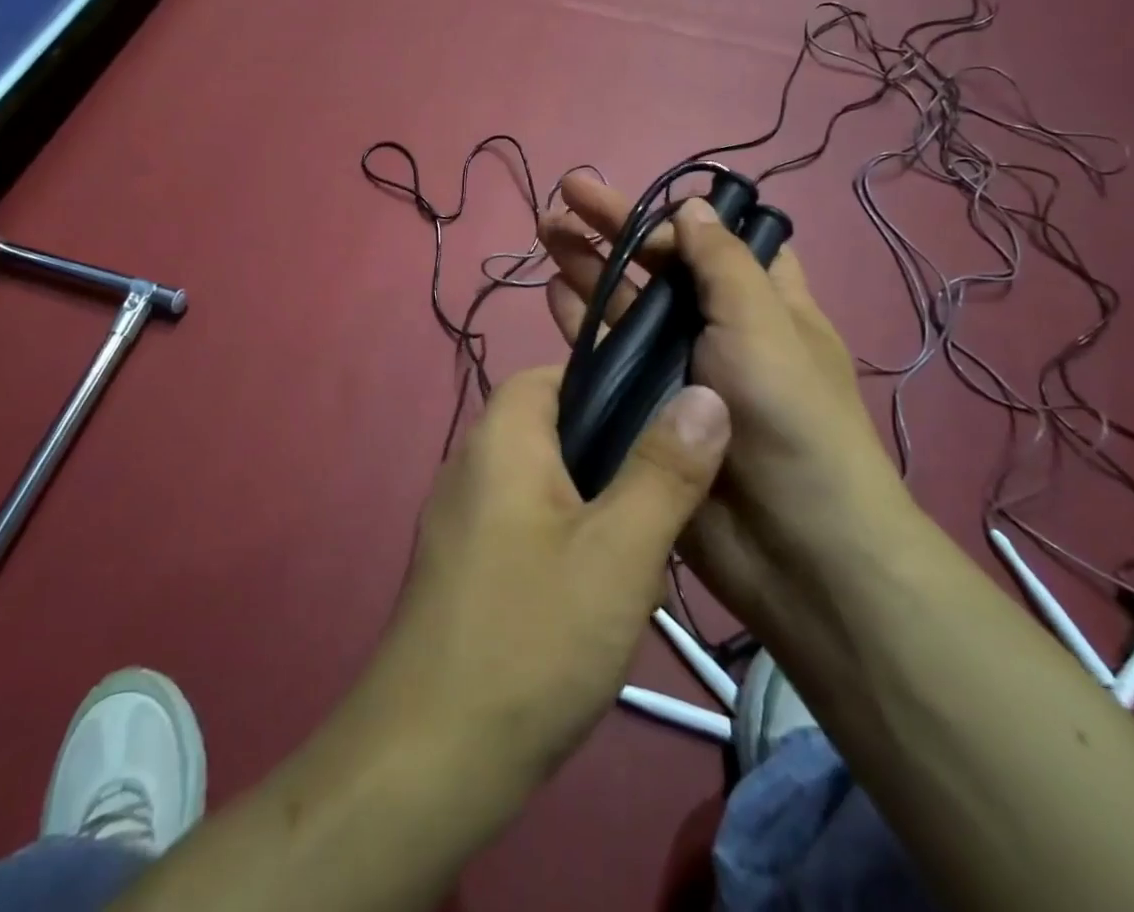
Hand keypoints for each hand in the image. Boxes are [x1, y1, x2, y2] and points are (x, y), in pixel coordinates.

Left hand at [354, 366, 731, 791]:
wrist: (430, 758)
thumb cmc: (532, 636)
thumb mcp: (619, 551)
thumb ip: (665, 470)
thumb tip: (704, 394)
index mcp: (501, 438)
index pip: (554, 374)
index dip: (611, 385)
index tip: (665, 420)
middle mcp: (472, 464)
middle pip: (553, 428)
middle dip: (614, 454)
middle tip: (668, 494)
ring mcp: (462, 519)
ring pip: (546, 482)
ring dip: (596, 504)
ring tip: (647, 546)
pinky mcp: (465, 567)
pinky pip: (526, 525)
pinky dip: (567, 539)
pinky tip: (601, 590)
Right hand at [539, 175, 913, 637]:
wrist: (793, 548)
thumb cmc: (789, 418)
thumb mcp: (763, 324)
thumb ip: (721, 263)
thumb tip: (691, 206)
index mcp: (761, 301)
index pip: (712, 241)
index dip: (672, 217)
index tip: (633, 200)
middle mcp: (718, 327)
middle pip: (658, 265)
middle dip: (613, 227)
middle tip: (561, 194)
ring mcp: (677, 367)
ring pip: (626, 304)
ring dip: (588, 266)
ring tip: (545, 233)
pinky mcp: (645, 406)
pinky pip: (608, 354)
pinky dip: (582, 321)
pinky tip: (553, 294)